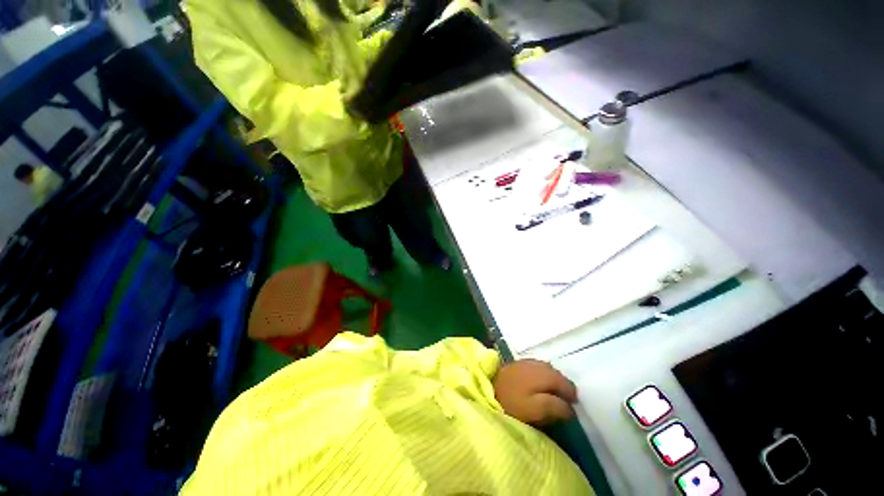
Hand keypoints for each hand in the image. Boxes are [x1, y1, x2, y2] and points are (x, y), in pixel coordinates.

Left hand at [492, 359, 577, 426]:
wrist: (486, 389)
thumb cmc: (511, 402)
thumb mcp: (534, 410)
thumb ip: (554, 407)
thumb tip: (570, 408)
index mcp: (543, 373)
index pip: (565, 383)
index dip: (570, 397)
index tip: (571, 410)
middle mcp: (537, 363)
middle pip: (557, 374)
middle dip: (562, 387)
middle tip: (563, 403)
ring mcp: (526, 361)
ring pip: (547, 370)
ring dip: (552, 381)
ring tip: (552, 396)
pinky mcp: (517, 364)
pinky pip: (536, 368)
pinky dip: (542, 376)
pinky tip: (537, 386)